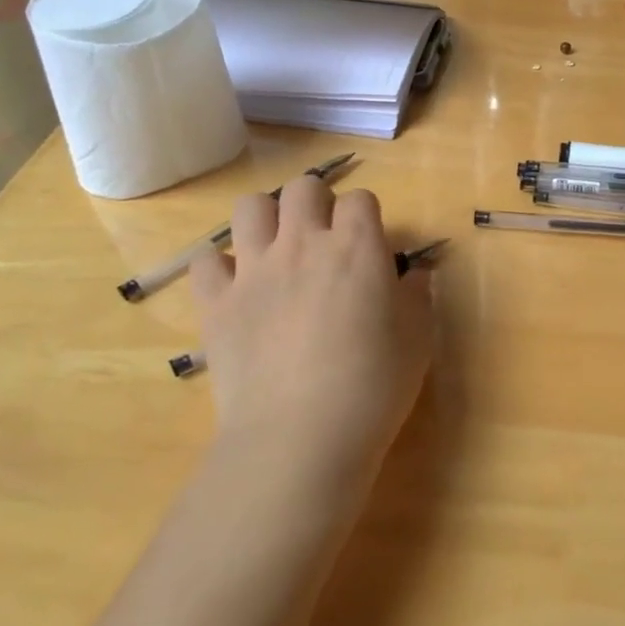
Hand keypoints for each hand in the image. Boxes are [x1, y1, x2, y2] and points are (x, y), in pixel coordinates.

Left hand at [191, 175, 433, 494]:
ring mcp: (254, 270)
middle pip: (303, 188)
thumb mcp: (418, 341)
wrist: (300, 437)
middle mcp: (303, 244)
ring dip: (267, 218)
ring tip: (277, 248)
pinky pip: (206, 261)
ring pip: (250, 207)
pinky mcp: (216, 302)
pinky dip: (220, 267)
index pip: (360, 200)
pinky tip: (236, 288)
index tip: (370, 245)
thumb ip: (418, 297)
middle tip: (324, 239)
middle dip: (317, 203)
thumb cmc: (373, 388)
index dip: (366, 217)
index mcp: (356, 248)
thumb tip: (414, 274)